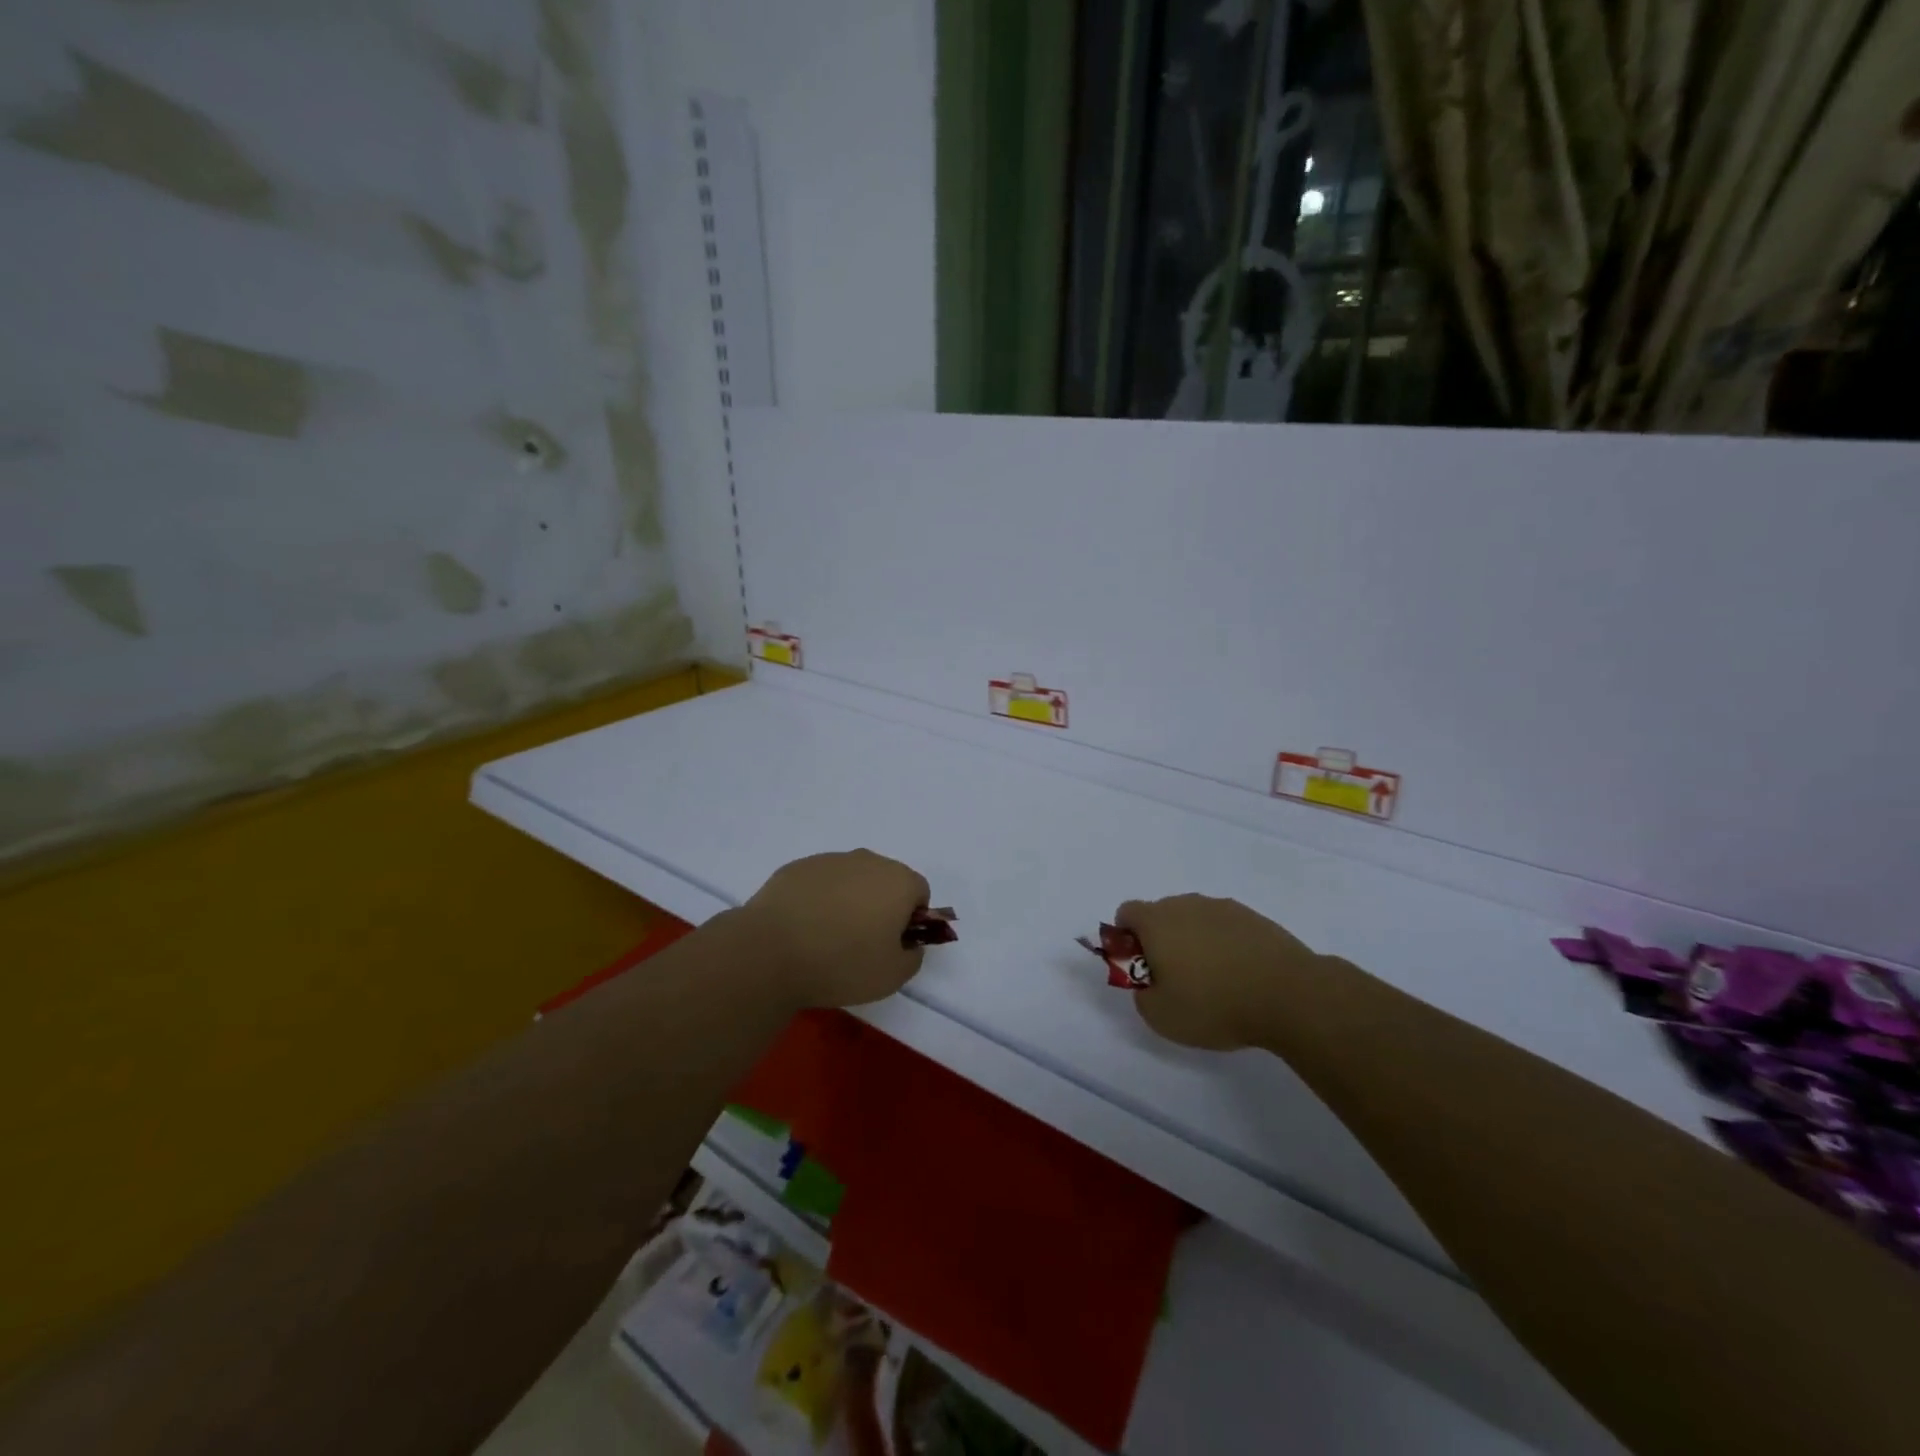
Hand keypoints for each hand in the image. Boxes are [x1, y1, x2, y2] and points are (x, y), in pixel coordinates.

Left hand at [741, 850, 931, 1009]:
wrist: (771, 951)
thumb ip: (913, 957)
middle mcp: (868, 860)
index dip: (912, 919)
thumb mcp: (892, 976)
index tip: (892, 944)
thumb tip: (909, 944)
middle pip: (885, 880)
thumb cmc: (842, 963)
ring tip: (827, 937)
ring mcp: (830, 860)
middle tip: (862, 942)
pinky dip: (818, 899)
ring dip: (849, 900)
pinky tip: (802, 928)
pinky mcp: (797, 867)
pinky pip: (819, 882)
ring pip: (851, 878)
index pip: (920, 892)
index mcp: (898, 881)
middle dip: (881, 905)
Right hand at [1116, 894, 1319, 1049]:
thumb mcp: (1161, 1016)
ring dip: (1195, 942)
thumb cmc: (1215, 1005)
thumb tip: (1148, 983)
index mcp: (1157, 921)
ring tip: (1215, 982)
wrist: (1290, 995)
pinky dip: (1225, 946)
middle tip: (1177, 980)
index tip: (1142, 968)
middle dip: (1161, 941)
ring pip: (1195, 920)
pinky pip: (1226, 928)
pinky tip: (1241, 977)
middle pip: (1161, 914)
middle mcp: (1186, 904)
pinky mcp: (1255, 918)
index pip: (1127, 913)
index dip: (1127, 939)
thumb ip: (1142, 995)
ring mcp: (1223, 908)